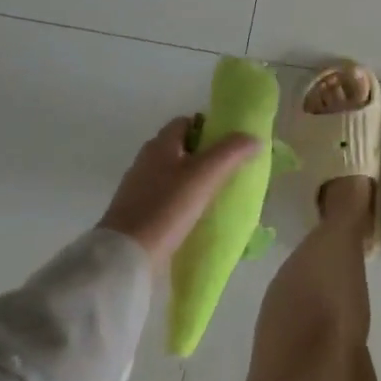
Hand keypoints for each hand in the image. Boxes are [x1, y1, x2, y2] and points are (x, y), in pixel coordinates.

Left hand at [97, 117, 259, 269]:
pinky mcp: (135, 213)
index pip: (185, 122)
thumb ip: (231, 152)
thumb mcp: (205, 175)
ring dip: (191, 179)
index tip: (228, 143)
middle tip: (227, 168)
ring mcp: (137, 188)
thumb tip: (255, 138)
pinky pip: (163, 197)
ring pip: (171, 173)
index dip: (207, 127)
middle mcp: (145, 160)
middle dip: (202, 154)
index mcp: (160, 145)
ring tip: (215, 193)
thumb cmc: (167, 207)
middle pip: (179, 148)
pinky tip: (194, 215)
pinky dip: (179, 200)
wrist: (125, 257)